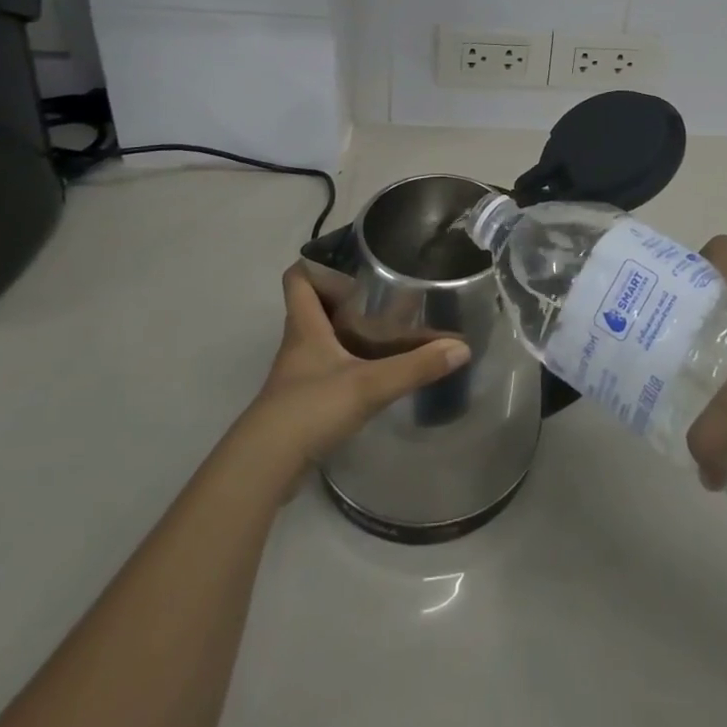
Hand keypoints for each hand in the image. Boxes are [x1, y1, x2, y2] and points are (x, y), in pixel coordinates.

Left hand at [241, 265, 469, 469]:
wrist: (265, 467)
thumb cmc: (310, 408)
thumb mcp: (369, 384)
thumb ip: (415, 367)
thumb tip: (461, 347)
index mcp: (306, 326)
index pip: (297, 279)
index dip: (316, 264)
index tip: (348, 259)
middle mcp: (298, 344)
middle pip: (313, 307)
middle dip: (343, 297)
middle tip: (381, 291)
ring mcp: (298, 376)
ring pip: (321, 340)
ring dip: (347, 332)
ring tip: (387, 328)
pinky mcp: (301, 404)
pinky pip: (326, 370)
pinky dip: (347, 364)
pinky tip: (374, 372)